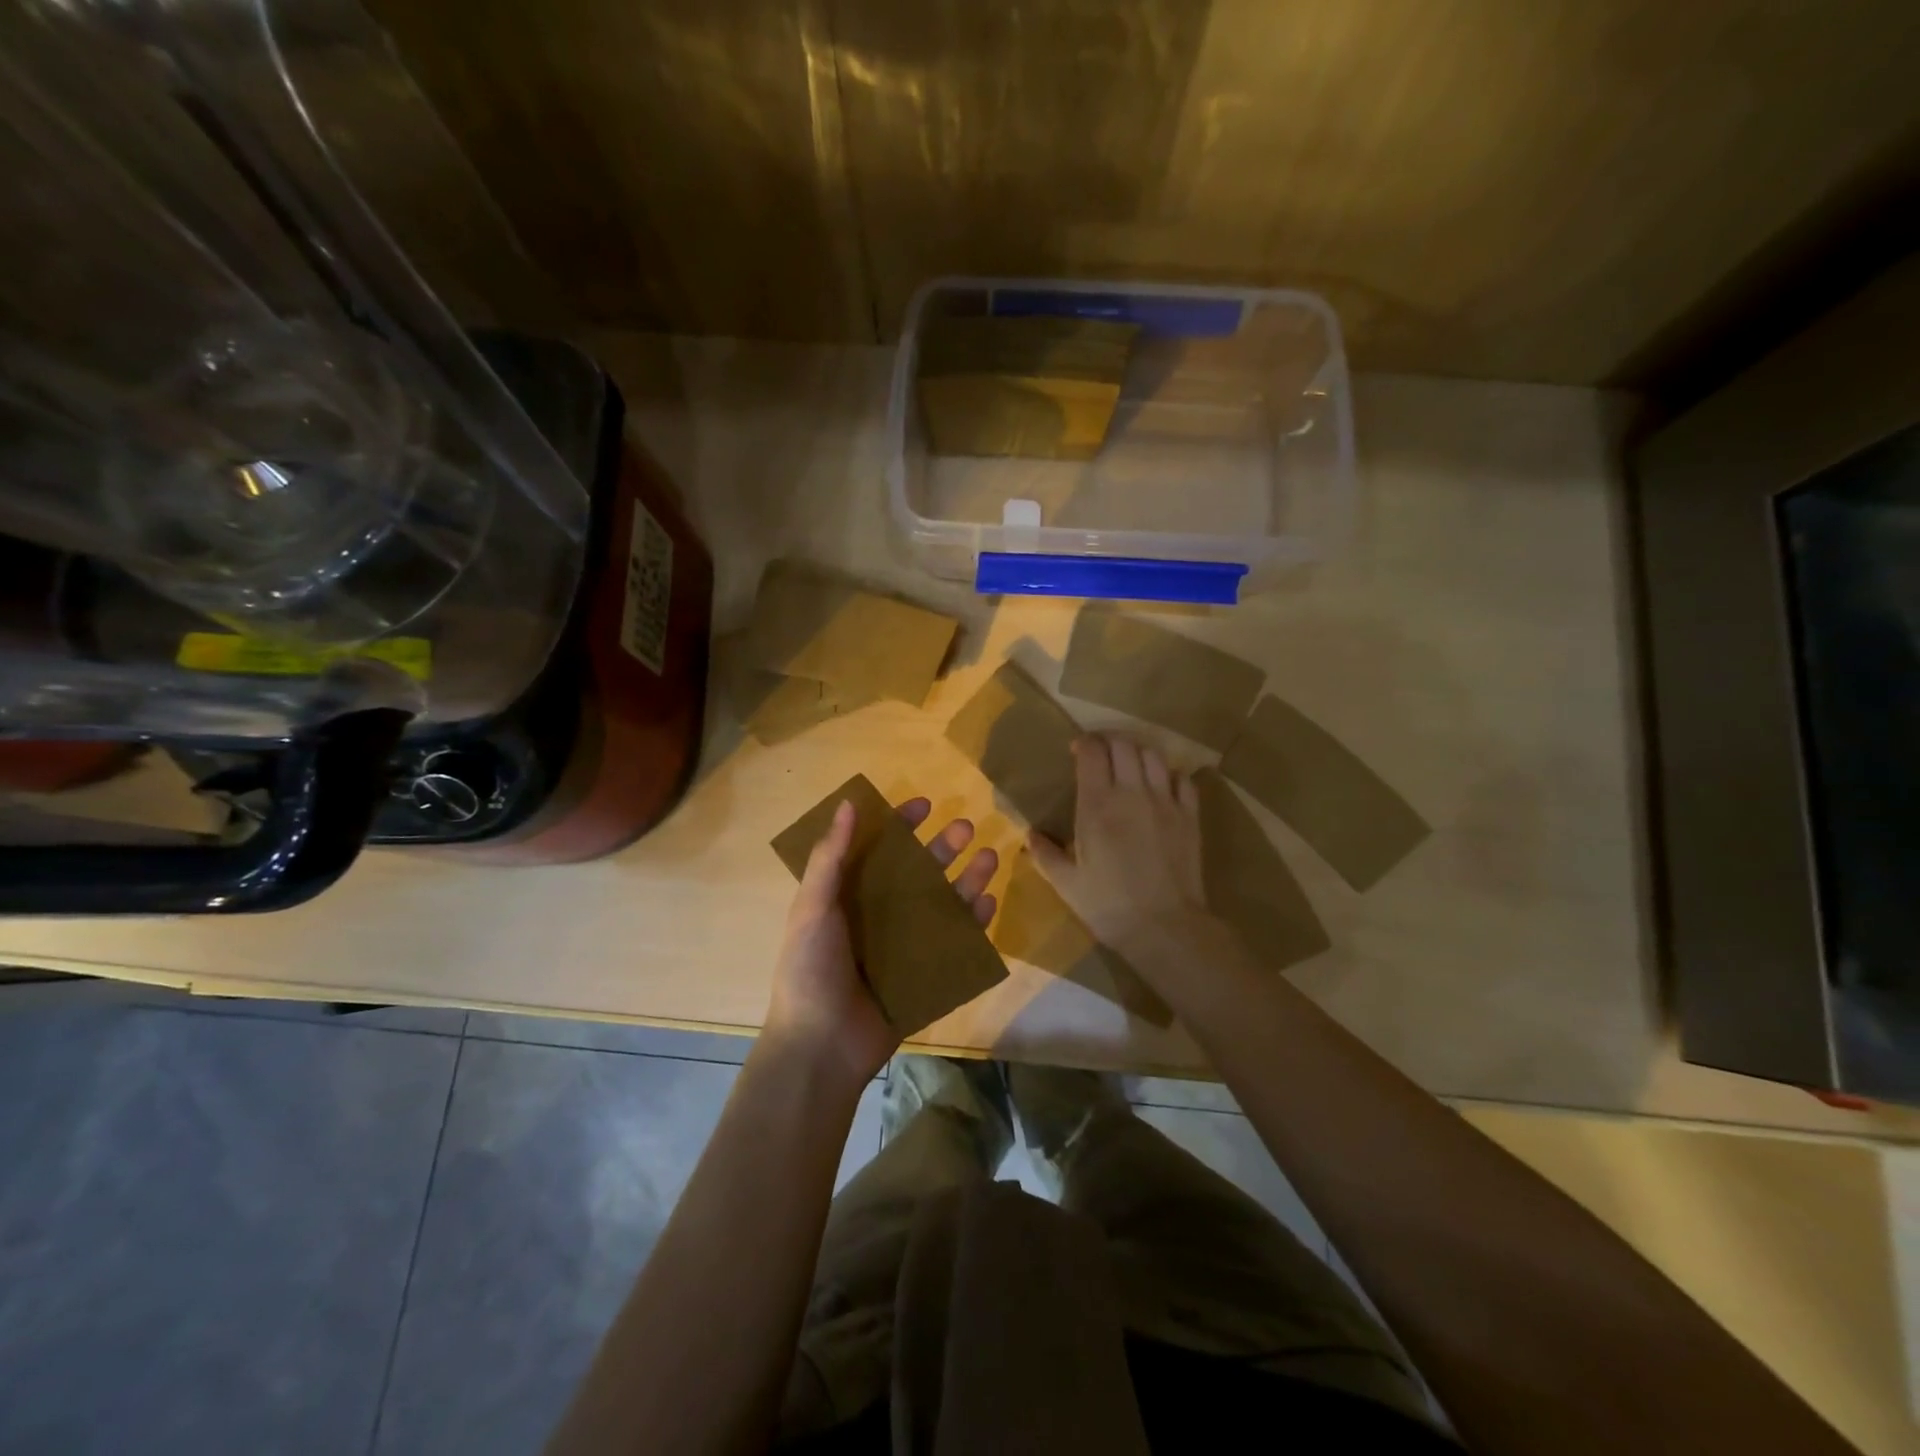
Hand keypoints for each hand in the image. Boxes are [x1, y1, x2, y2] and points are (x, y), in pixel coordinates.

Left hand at [764, 796, 997, 1087]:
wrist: (821, 1048)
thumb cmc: (810, 971)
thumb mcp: (812, 908)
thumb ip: (830, 857)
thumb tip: (848, 804)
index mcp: (850, 896)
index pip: (879, 850)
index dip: (900, 826)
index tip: (924, 805)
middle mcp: (880, 915)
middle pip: (918, 873)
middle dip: (942, 848)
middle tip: (966, 828)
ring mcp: (905, 945)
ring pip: (942, 904)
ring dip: (966, 880)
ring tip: (989, 859)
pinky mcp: (925, 975)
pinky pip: (954, 944)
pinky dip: (972, 924)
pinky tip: (988, 905)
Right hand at [1030, 734, 1211, 960]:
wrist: (1164, 927)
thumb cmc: (1108, 905)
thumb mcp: (1066, 883)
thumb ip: (1045, 854)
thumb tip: (1030, 835)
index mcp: (1097, 805)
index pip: (1091, 752)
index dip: (1083, 743)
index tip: (1075, 750)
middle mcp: (1132, 793)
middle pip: (1123, 745)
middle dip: (1109, 742)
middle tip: (1100, 755)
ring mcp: (1165, 802)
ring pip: (1153, 756)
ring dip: (1138, 753)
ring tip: (1129, 766)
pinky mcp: (1189, 817)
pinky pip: (1183, 780)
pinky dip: (1169, 775)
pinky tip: (1161, 786)